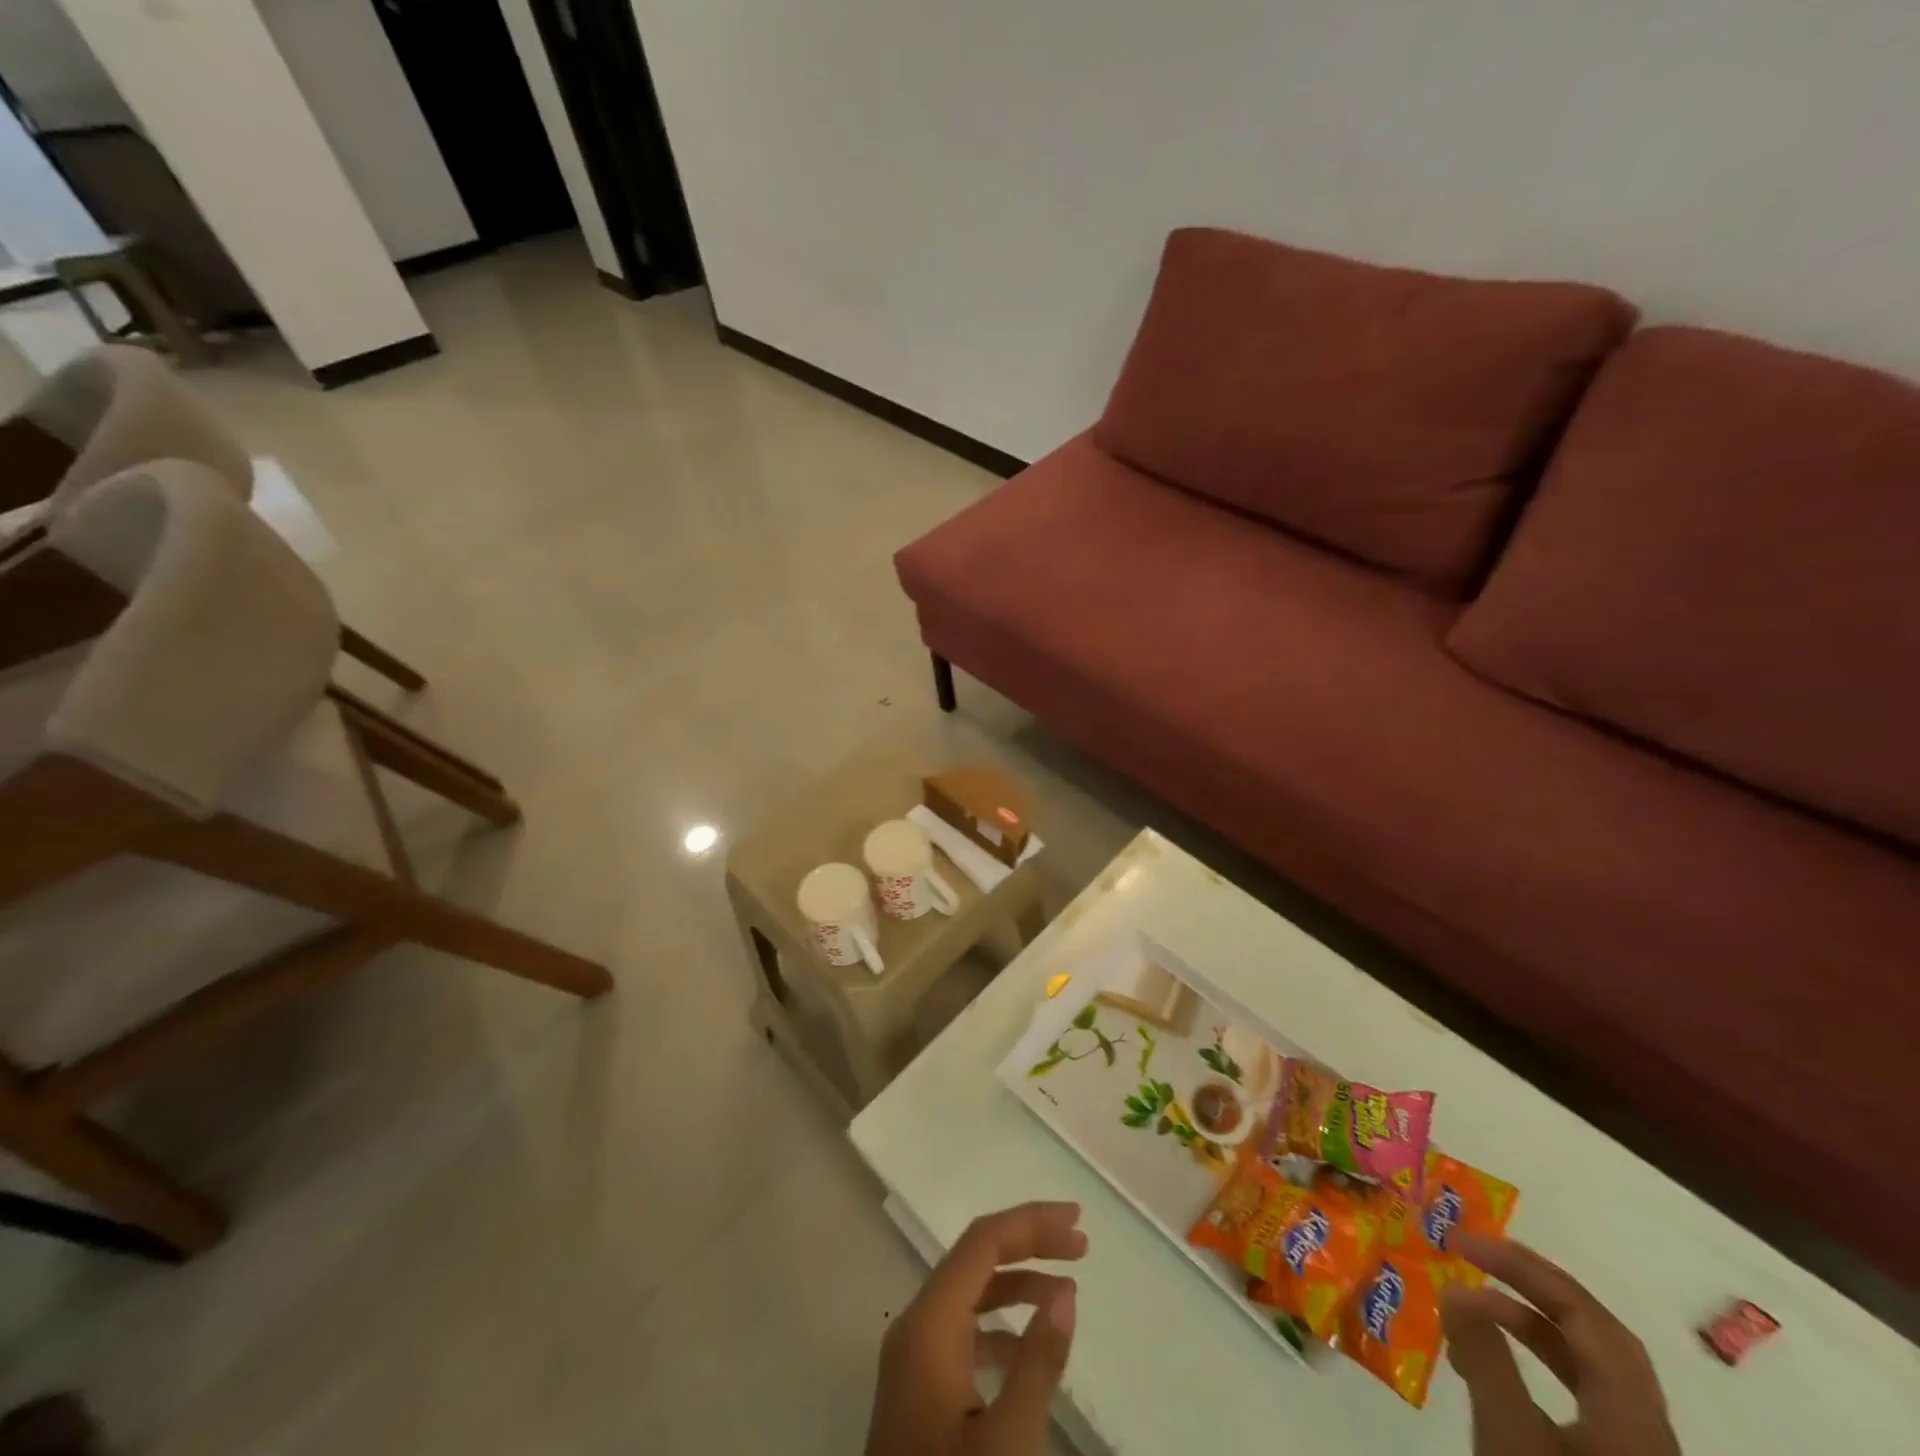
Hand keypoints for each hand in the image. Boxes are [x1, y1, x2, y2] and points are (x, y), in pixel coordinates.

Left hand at [866, 1201, 1086, 1455]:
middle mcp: (915, 1325)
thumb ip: (1039, 1361)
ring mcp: (912, 1355)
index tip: (1078, 1222)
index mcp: (928, 1323)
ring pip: (968, 1291)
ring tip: (1066, 1287)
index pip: (982, 1242)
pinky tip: (1029, 1343)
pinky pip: (962, 1327)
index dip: (1030, 1223)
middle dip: (1028, 1243)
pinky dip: (999, 1320)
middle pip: (974, 1257)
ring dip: (1017, 1280)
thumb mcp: (1008, 1441)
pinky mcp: (917, 1385)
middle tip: (1080, 1245)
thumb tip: (1066, 1290)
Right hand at [1441, 1233, 1681, 1455]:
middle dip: (1531, 1289)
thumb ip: (1483, 1357)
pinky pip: (1581, 1402)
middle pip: (1596, 1337)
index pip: (1584, 1312)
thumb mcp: (1510, 1438)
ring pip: (1588, 1372)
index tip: (1462, 1242)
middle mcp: (1647, 1430)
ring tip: (1471, 1312)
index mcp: (1634, 1414)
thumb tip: (1457, 1290)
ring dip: (1529, 1328)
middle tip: (1473, 1260)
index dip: (1524, 1267)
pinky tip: (1496, 1374)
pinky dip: (1535, 1368)